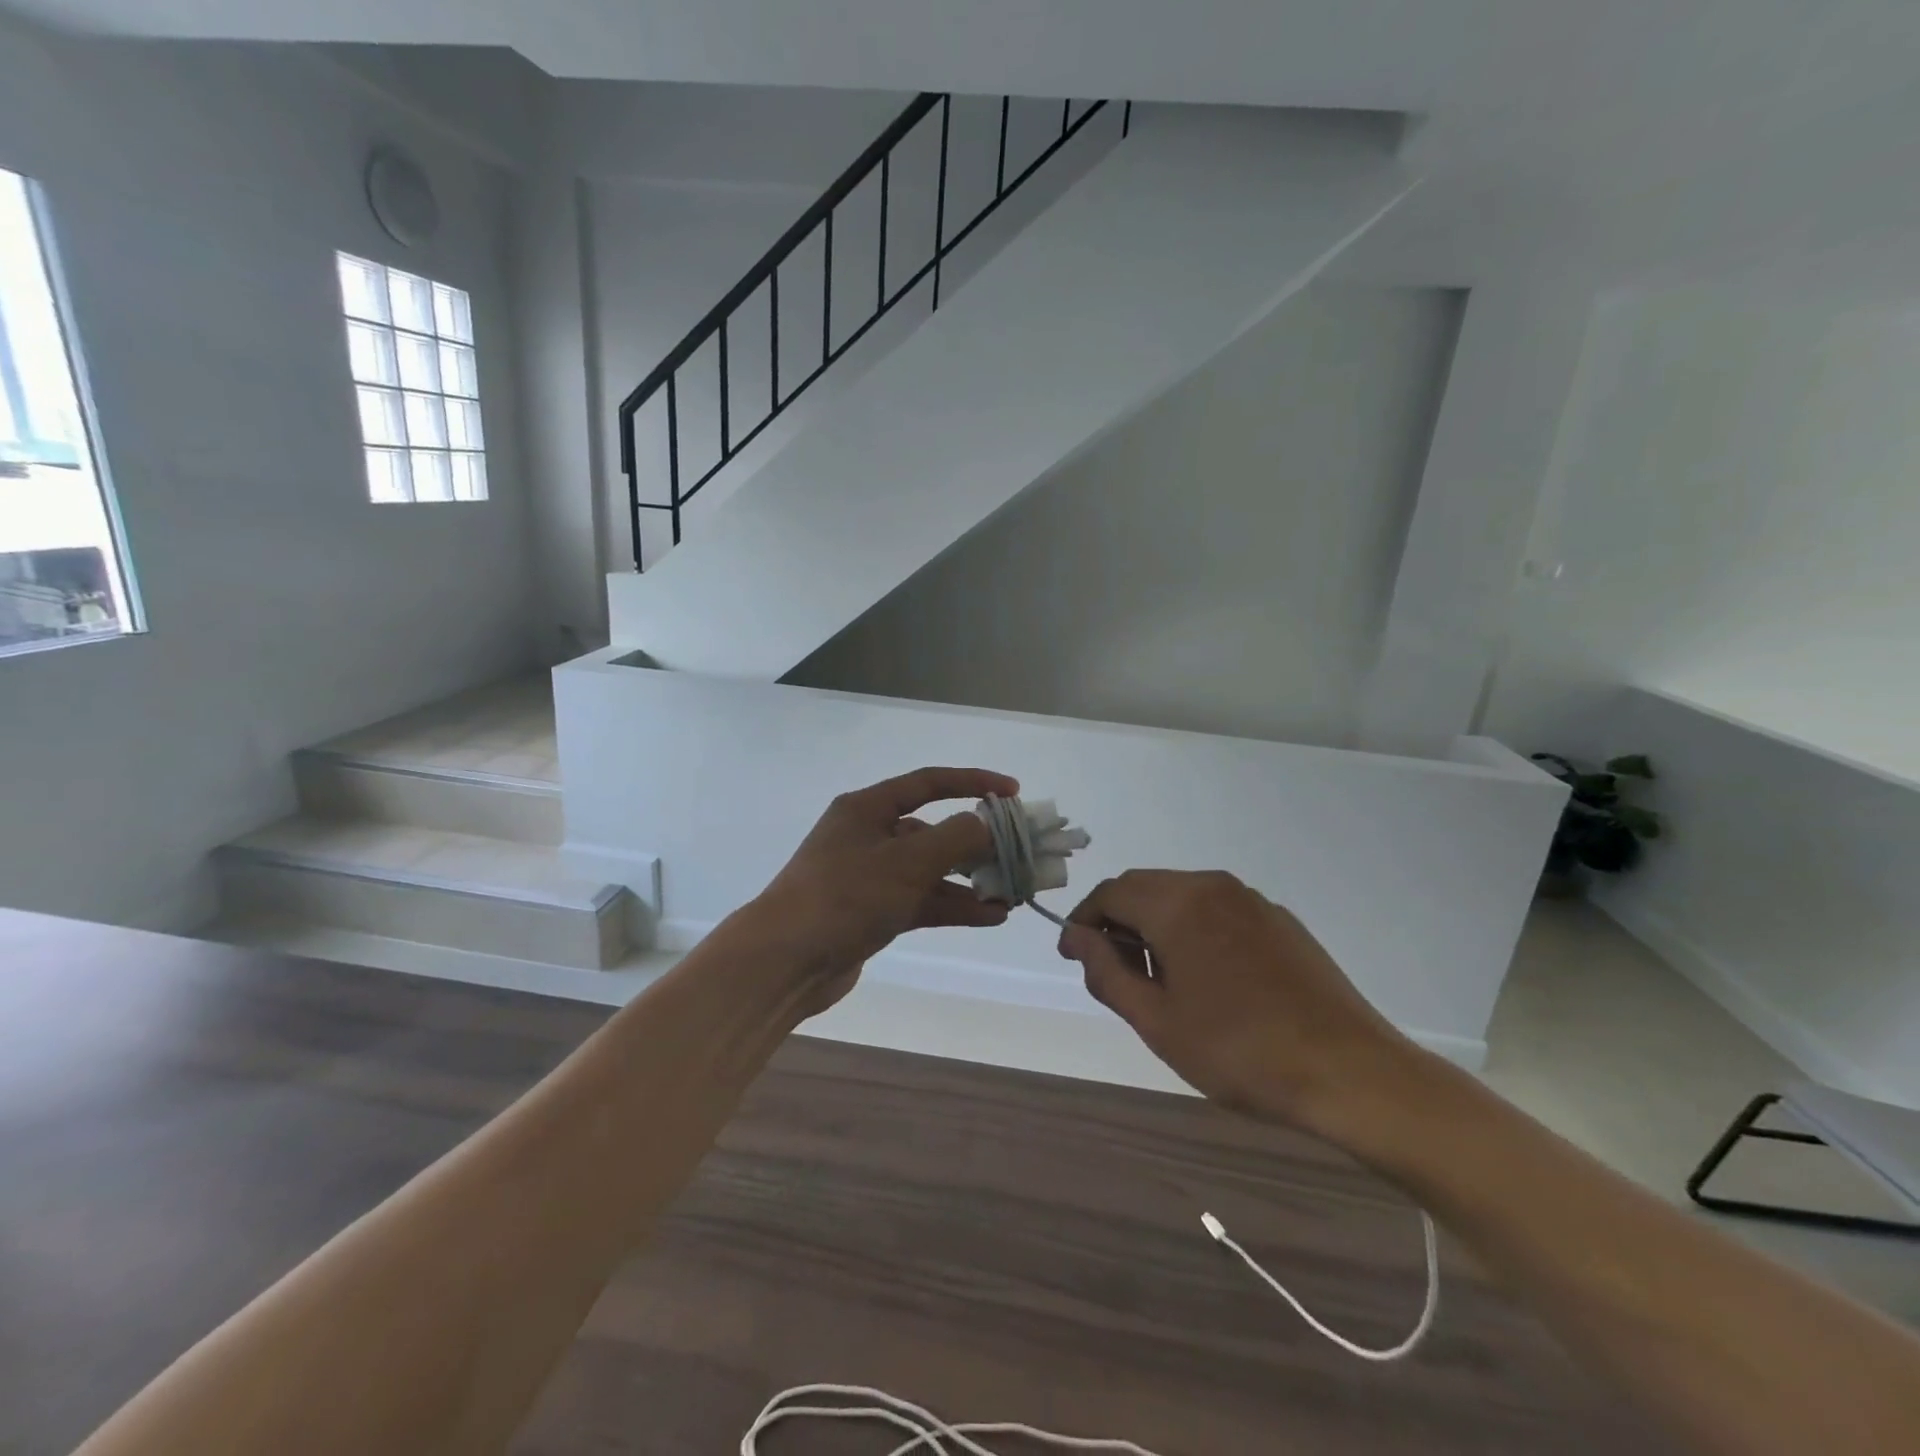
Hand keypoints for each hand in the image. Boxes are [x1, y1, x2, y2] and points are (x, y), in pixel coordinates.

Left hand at [749, 767, 1018, 1014]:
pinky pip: (921, 901)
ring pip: (930, 870)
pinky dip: (953, 906)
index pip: (928, 783)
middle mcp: (869, 835)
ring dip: (969, 880)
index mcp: (868, 808)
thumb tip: (986, 824)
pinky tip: (990, 916)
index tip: (1012, 792)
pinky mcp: (873, 912)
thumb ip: (956, 837)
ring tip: (1012, 892)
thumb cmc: (845, 895)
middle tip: (1017, 853)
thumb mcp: (907, 860)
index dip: (973, 782)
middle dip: (976, 842)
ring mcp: (870, 876)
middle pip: (933, 830)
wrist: (785, 961)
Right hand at [1057, 870, 1420, 1132]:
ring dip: (1155, 924)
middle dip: (1118, 921)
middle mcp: (1212, 886)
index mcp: (1177, 903)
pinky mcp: (1279, 920)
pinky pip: (1217, 910)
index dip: (1083, 921)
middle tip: (1111, 971)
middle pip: (1145, 888)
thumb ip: (1107, 973)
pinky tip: (1206, 977)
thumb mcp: (1157, 1021)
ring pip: (1181, 896)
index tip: (1073, 957)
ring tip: (1157, 979)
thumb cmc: (1239, 1051)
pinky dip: (1192, 929)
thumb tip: (1078, 939)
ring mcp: (1251, 900)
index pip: (1110, 893)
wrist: (1350, 1072)